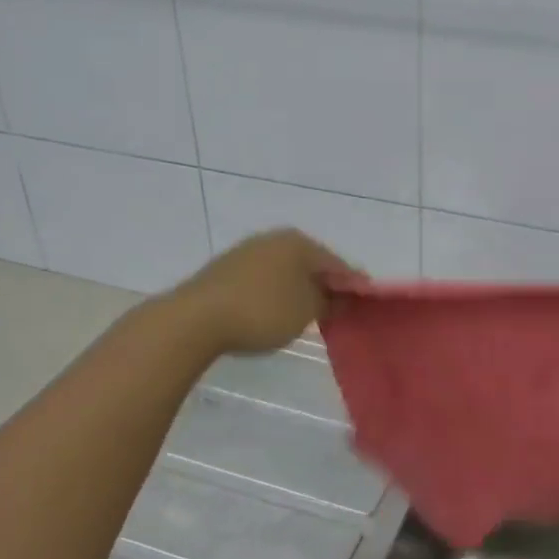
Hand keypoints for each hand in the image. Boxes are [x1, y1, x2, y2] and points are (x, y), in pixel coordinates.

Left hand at [173, 229, 358, 355]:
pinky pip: (264, 281)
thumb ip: (330, 301)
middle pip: (311, 265)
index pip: (337, 264)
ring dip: (299, 291)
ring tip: (307, 318)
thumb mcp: (307, 311)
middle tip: (338, 313)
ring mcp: (247, 252)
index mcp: (299, 242)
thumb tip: (339, 296)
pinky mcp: (226, 271)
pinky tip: (275, 314)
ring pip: (286, 272)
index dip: (353, 286)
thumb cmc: (262, 310)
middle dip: (325, 287)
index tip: (364, 306)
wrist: (195, 319)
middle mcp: (274, 239)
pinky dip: (276, 295)